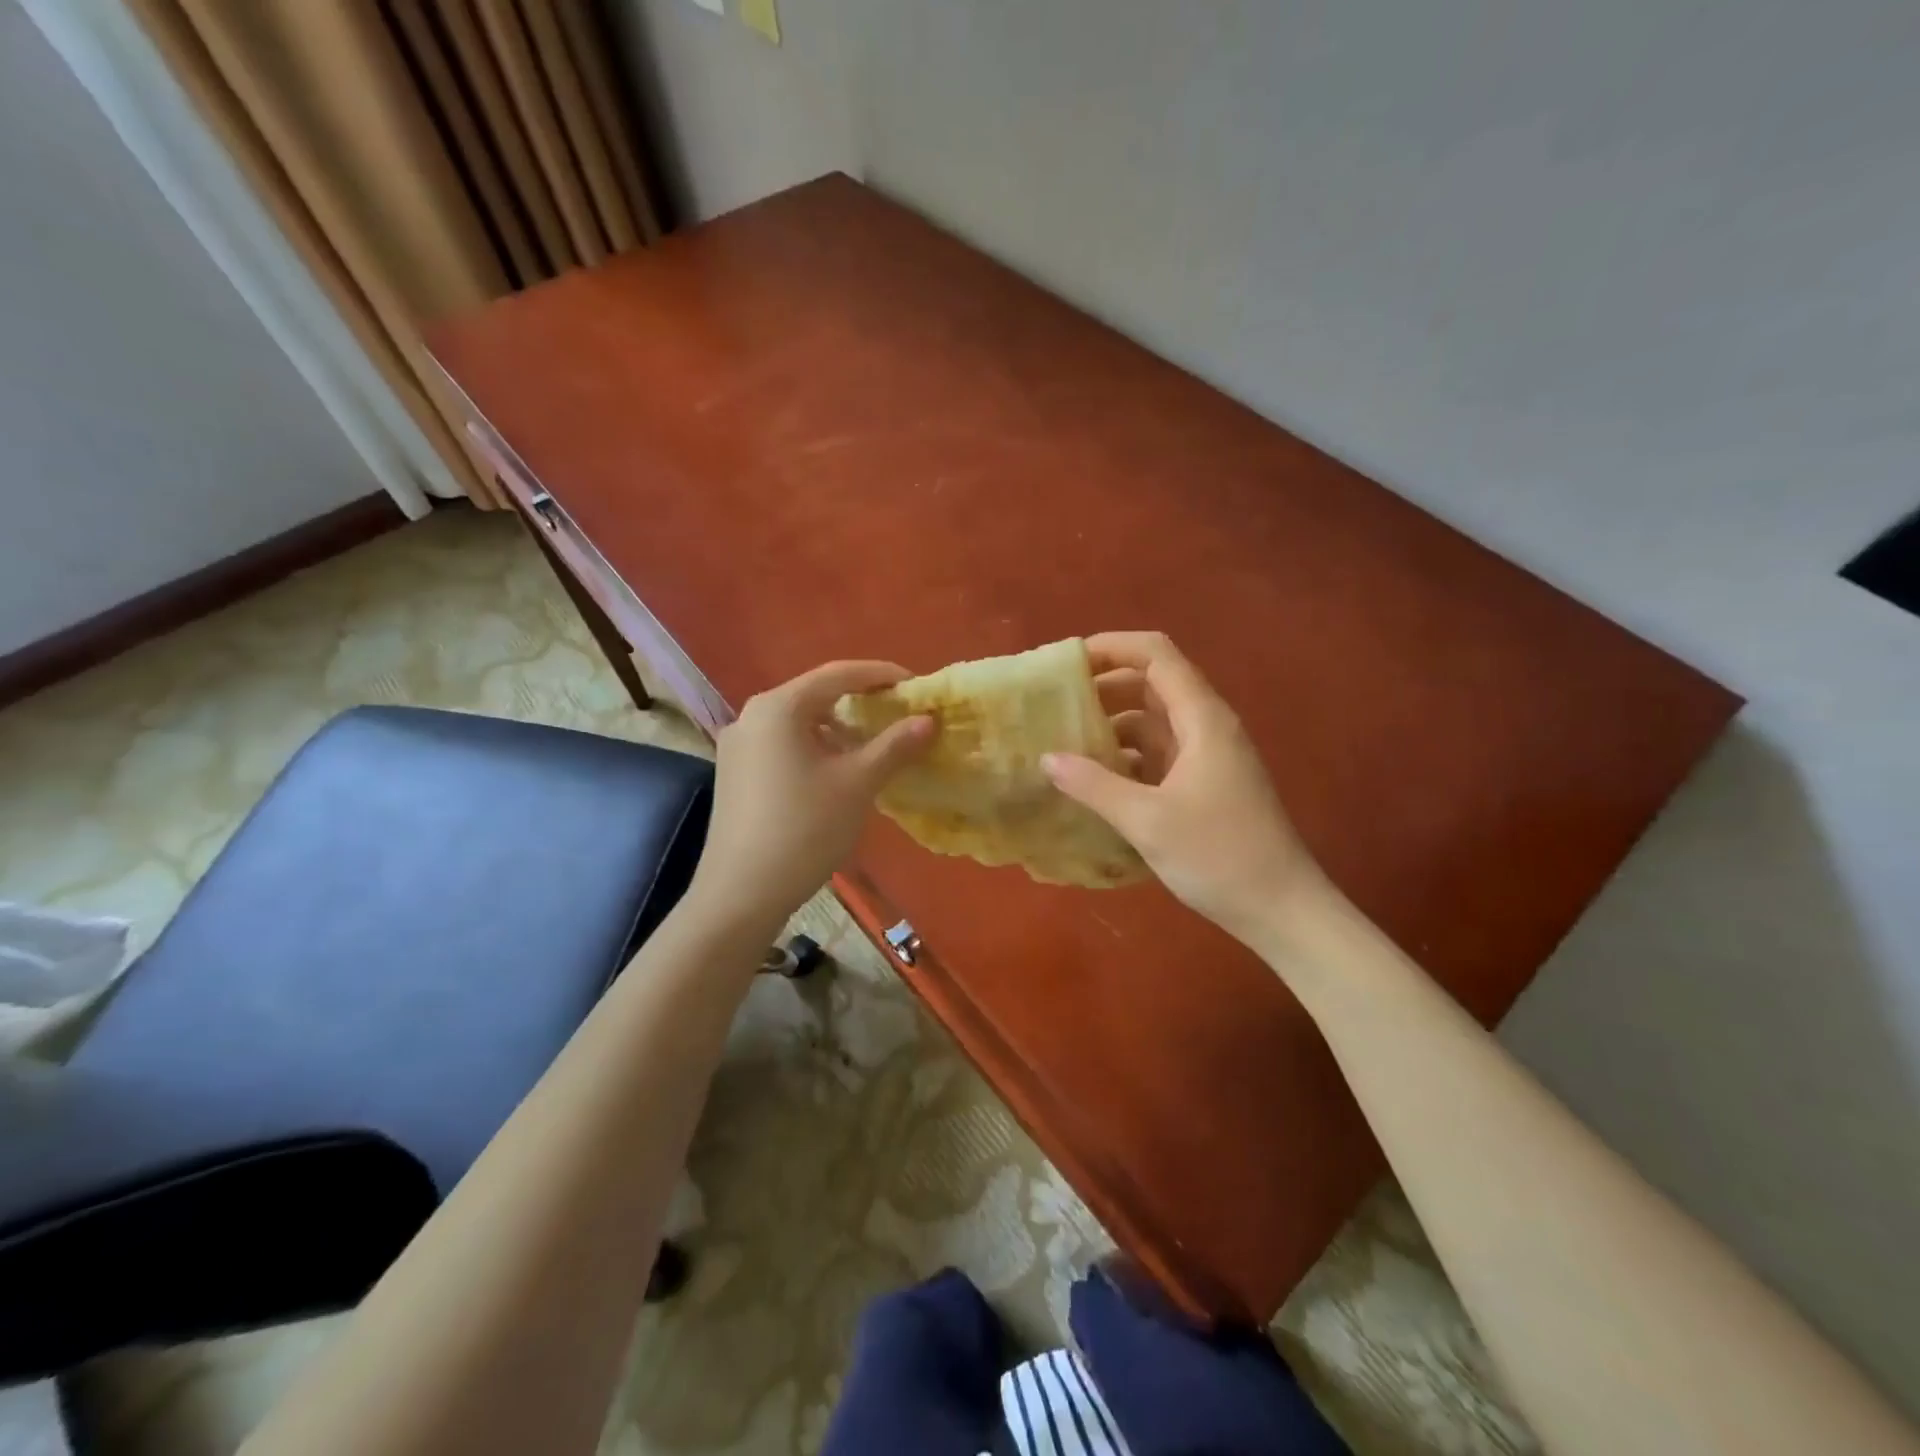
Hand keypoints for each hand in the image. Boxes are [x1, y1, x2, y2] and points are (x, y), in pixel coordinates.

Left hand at [688, 660, 933, 931]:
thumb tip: (928, 719)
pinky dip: (814, 747)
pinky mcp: (734, 774)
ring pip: (798, 722)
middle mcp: (752, 716)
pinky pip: (782, 745)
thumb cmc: (804, 830)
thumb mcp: (857, 784)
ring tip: (872, 744)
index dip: (882, 675)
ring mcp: (737, 746)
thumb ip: (894, 746)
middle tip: (898, 714)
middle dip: (860, 702)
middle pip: (815, 695)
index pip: (838, 674)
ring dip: (837, 728)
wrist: (741, 894)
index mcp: (779, 707)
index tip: (917, 686)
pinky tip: (834, 771)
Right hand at [1044, 632, 1327, 946]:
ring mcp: (1207, 757)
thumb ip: (1094, 785)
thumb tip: (1046, 757)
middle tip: (1055, 704)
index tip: (1066, 662)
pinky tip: (1094, 778)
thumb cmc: (1219, 857)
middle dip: (1104, 686)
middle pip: (1152, 683)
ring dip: (1112, 723)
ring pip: (1153, 721)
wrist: (1282, 910)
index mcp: (1202, 719)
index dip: (1112, 646)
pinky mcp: (1204, 784)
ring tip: (1065, 740)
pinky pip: (1158, 753)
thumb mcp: (1148, 820)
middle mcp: (1207, 727)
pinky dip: (1126, 755)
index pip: (1156, 655)